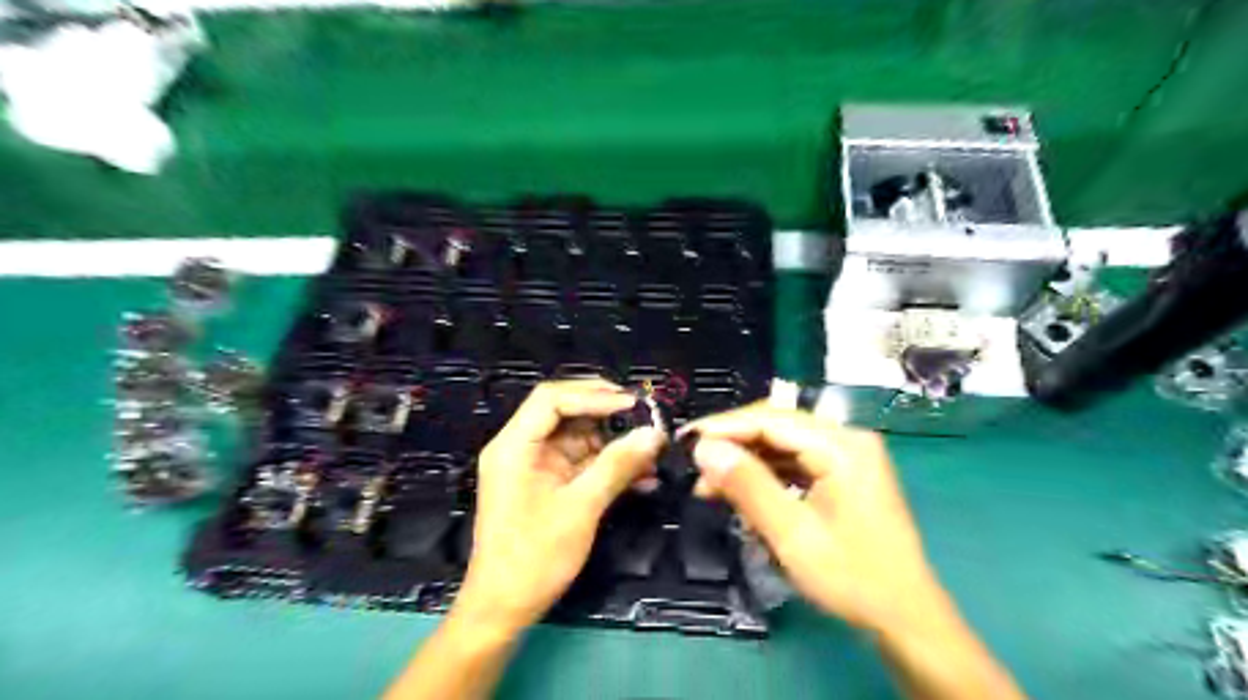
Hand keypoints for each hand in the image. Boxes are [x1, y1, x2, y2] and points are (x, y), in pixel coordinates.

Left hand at [450, 381, 661, 630]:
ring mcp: (535, 467)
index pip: (552, 399)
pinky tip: (642, 478)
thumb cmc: (534, 557)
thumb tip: (654, 434)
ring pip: (579, 439)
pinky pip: (582, 464)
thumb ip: (617, 466)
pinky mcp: (548, 486)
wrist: (504, 609)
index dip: (593, 395)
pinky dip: (609, 467)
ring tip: (652, 451)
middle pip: (566, 413)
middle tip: (647, 418)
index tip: (633, 404)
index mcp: (514, 446)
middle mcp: (521, 448)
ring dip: (615, 444)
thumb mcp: (580, 508)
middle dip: (608, 415)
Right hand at [687, 400, 940, 633]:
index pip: (772, 419)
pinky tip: (741, 491)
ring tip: (710, 485)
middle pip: (777, 426)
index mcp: (842, 446)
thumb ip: (747, 486)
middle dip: (734, 444)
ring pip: (783, 444)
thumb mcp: (792, 534)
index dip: (724, 427)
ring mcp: (848, 456)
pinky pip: (796, 462)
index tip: (686, 440)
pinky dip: (766, 475)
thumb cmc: (853, 578)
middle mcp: (847, 439)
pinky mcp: (844, 473)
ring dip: (747, 461)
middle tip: (694, 465)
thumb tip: (704, 448)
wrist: (907, 617)